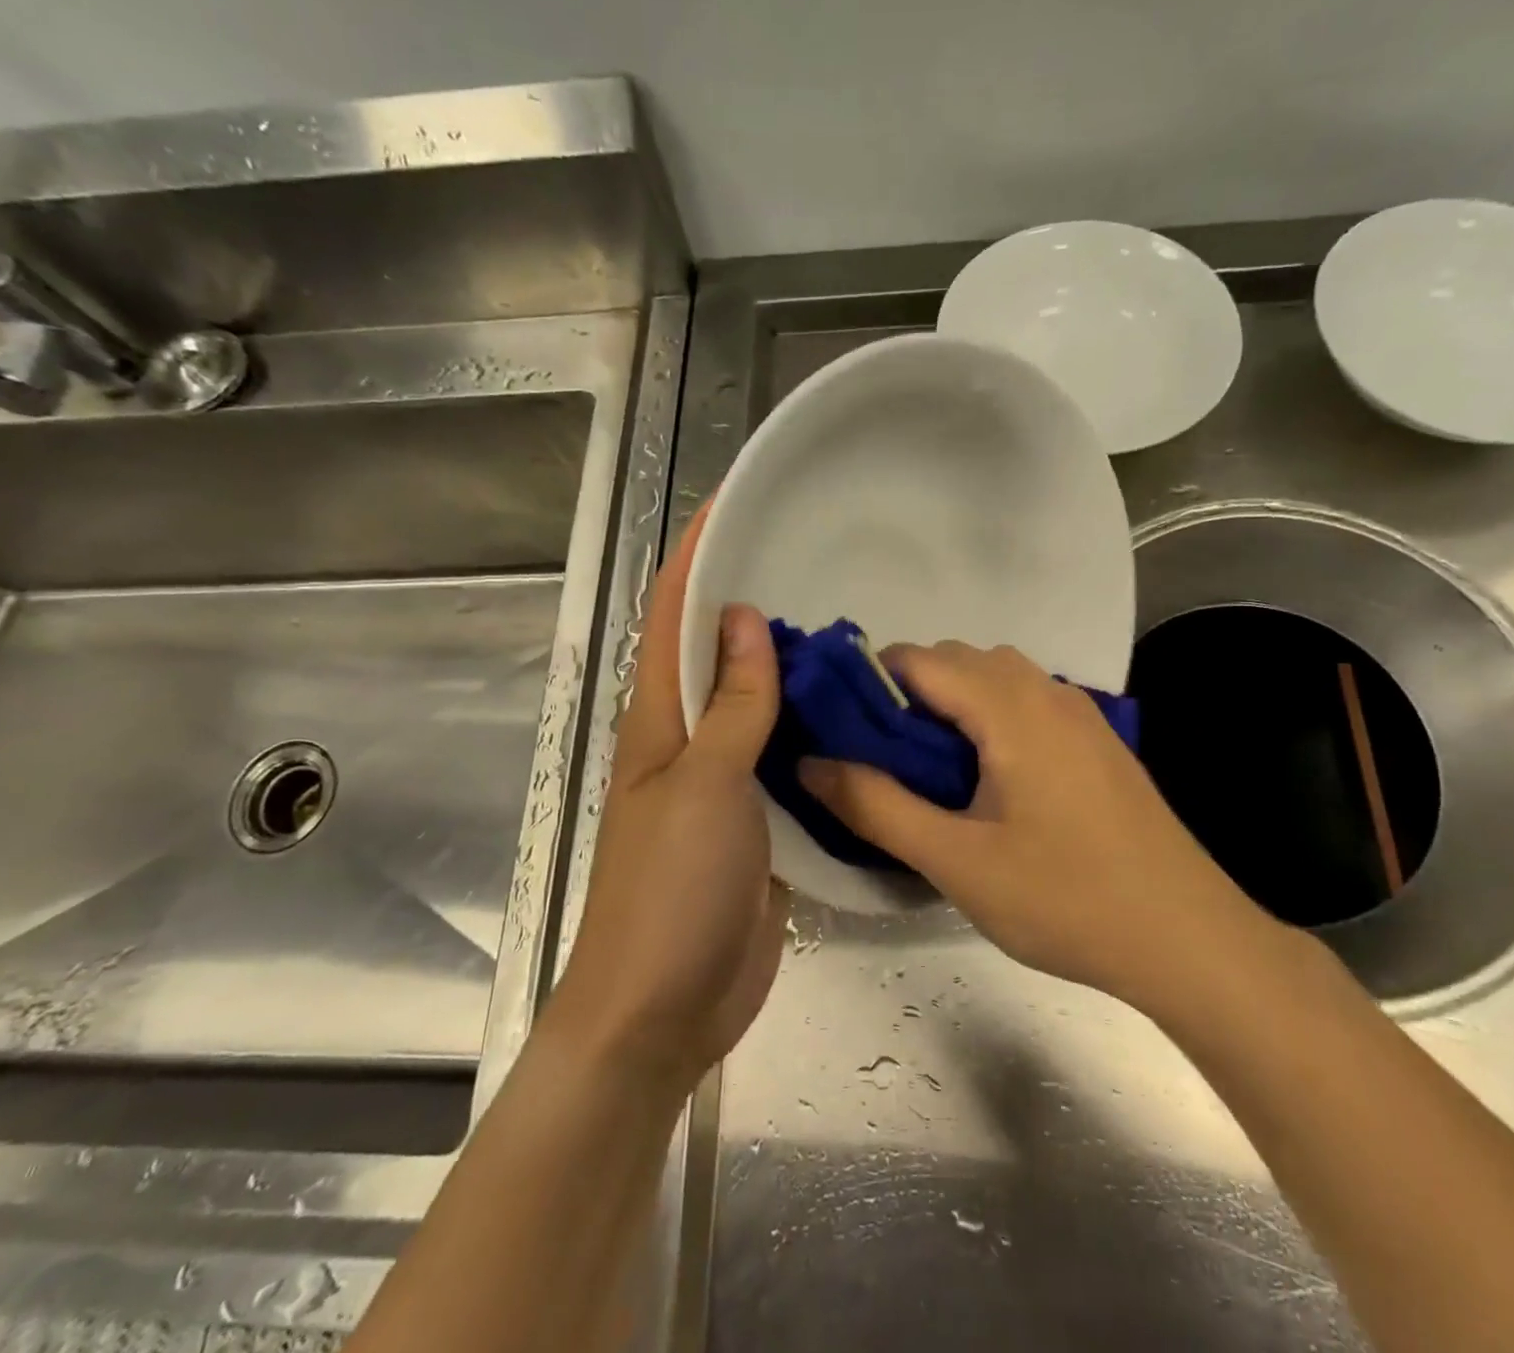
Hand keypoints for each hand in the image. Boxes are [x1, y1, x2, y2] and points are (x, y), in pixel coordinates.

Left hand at [546, 506, 790, 1093]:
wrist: (666, 1007)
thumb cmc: (670, 891)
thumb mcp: (704, 786)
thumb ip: (731, 706)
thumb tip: (746, 619)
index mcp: (660, 722)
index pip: (672, 619)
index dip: (695, 558)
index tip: (730, 505)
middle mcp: (689, 741)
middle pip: (718, 654)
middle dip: (752, 600)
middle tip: (813, 560)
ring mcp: (726, 782)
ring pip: (757, 705)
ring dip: (790, 666)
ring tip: (847, 625)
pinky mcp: (760, 820)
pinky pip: (786, 757)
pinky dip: (811, 727)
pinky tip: (853, 711)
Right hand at [801, 642, 1274, 1007]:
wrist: (1189, 939)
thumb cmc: (1066, 899)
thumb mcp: (956, 860)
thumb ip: (875, 805)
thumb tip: (810, 762)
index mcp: (1010, 706)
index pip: (917, 659)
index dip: (866, 683)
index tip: (837, 728)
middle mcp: (1046, 690)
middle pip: (955, 659)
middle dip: (905, 694)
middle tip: (878, 759)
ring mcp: (1080, 712)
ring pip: (994, 677)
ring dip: (949, 703)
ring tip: (928, 770)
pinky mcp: (1097, 739)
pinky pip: (1025, 701)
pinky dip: (987, 715)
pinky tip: (986, 778)